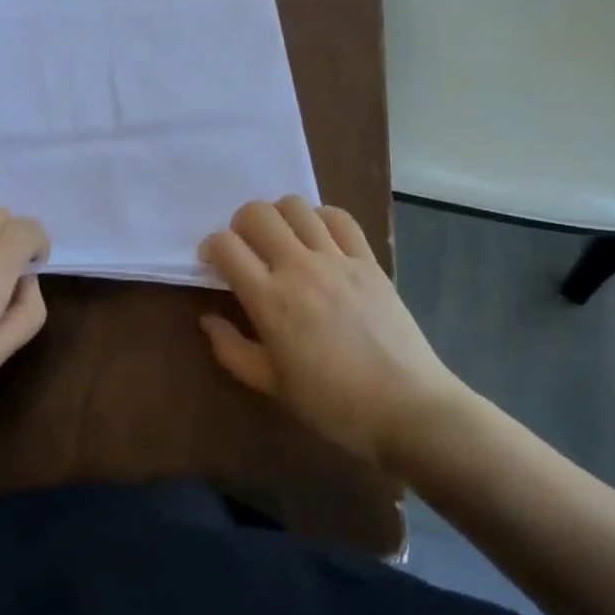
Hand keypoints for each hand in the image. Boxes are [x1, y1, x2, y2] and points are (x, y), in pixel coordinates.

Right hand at [199, 197, 467, 468]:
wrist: (408, 409)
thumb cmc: (332, 404)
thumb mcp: (271, 385)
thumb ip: (231, 350)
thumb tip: (207, 320)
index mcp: (270, 300)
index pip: (226, 245)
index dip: (211, 247)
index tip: (213, 264)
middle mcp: (300, 268)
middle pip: (257, 214)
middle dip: (240, 224)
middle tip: (245, 248)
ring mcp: (337, 260)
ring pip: (296, 206)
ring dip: (278, 216)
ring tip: (281, 241)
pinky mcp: (368, 260)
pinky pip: (339, 218)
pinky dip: (320, 217)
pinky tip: (317, 238)